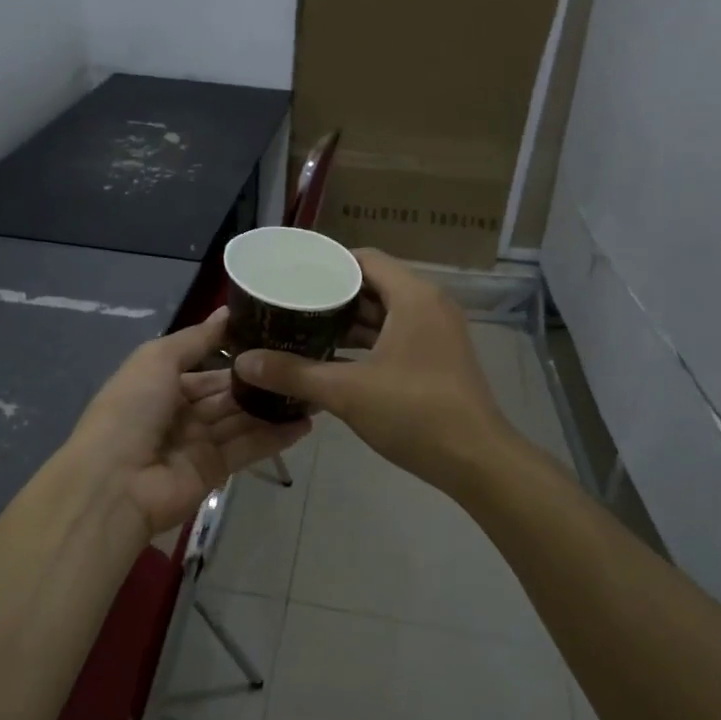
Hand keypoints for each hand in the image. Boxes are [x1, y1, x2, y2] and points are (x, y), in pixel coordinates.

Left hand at [68, 307, 311, 536]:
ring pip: (241, 420)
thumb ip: (196, 339)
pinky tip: (306, 422)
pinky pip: (248, 448)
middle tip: (303, 362)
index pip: (205, 367)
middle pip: (227, 394)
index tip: (274, 338)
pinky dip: (275, 437)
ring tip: (312, 390)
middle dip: (259, 381)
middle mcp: (180, 413)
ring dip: (273, 407)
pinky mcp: (215, 471)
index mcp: (161, 385)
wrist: (115, 482)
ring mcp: (198, 444)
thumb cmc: (131, 410)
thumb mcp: (157, 360)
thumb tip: (227, 312)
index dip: (236, 355)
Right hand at [232, 249, 510, 490]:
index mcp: (414, 297)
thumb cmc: (414, 413)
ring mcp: (437, 334)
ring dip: (347, 323)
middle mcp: (429, 306)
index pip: (365, 259)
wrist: (475, 460)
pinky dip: (366, 345)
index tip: (291, 276)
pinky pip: (395, 338)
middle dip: (331, 296)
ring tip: (302, 330)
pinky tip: (332, 361)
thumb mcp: (347, 391)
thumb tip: (244, 362)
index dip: (327, 264)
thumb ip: (293, 373)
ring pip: (384, 315)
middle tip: (289, 304)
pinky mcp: (437, 360)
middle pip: (373, 286)